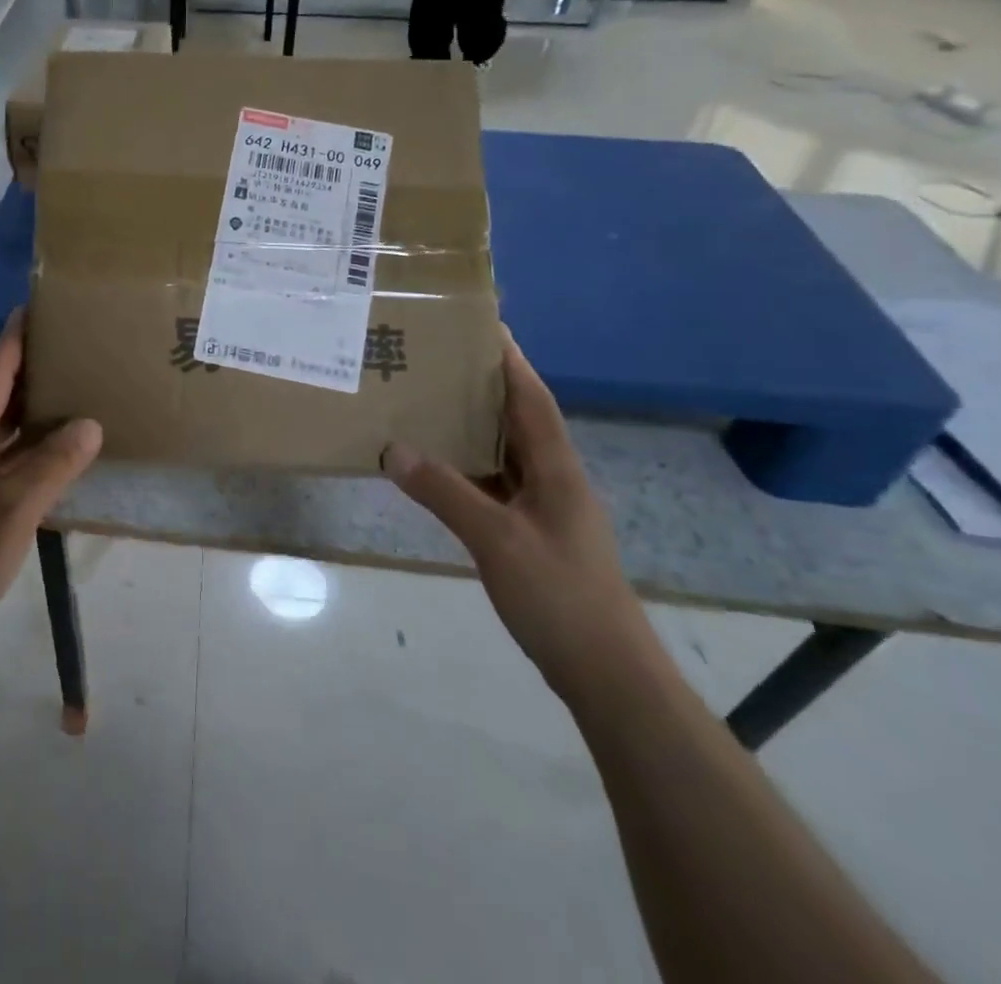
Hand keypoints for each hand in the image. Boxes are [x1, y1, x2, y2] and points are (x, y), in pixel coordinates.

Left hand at [0, 312, 101, 670]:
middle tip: (65, 345)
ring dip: (26, 406)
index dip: (13, 339)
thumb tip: (90, 423)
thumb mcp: (15, 507)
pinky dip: (24, 443)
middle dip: (25, 367)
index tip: (34, 306)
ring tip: (65, 387)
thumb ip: (54, 463)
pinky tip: (50, 448)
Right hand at [381, 330, 659, 711]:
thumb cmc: (560, 597)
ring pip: (505, 453)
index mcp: (556, 469)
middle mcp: (554, 479)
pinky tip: (436, 468)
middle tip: (438, 359)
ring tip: (429, 402)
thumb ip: (445, 492)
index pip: (532, 399)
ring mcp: (545, 510)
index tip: (483, 325)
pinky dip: (467, 469)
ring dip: (472, 428)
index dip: (510, 361)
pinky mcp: (532, 535)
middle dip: (484, 386)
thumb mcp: (496, 540)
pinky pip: (495, 486)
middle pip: (518, 419)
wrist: (608, 674)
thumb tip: (393, 448)